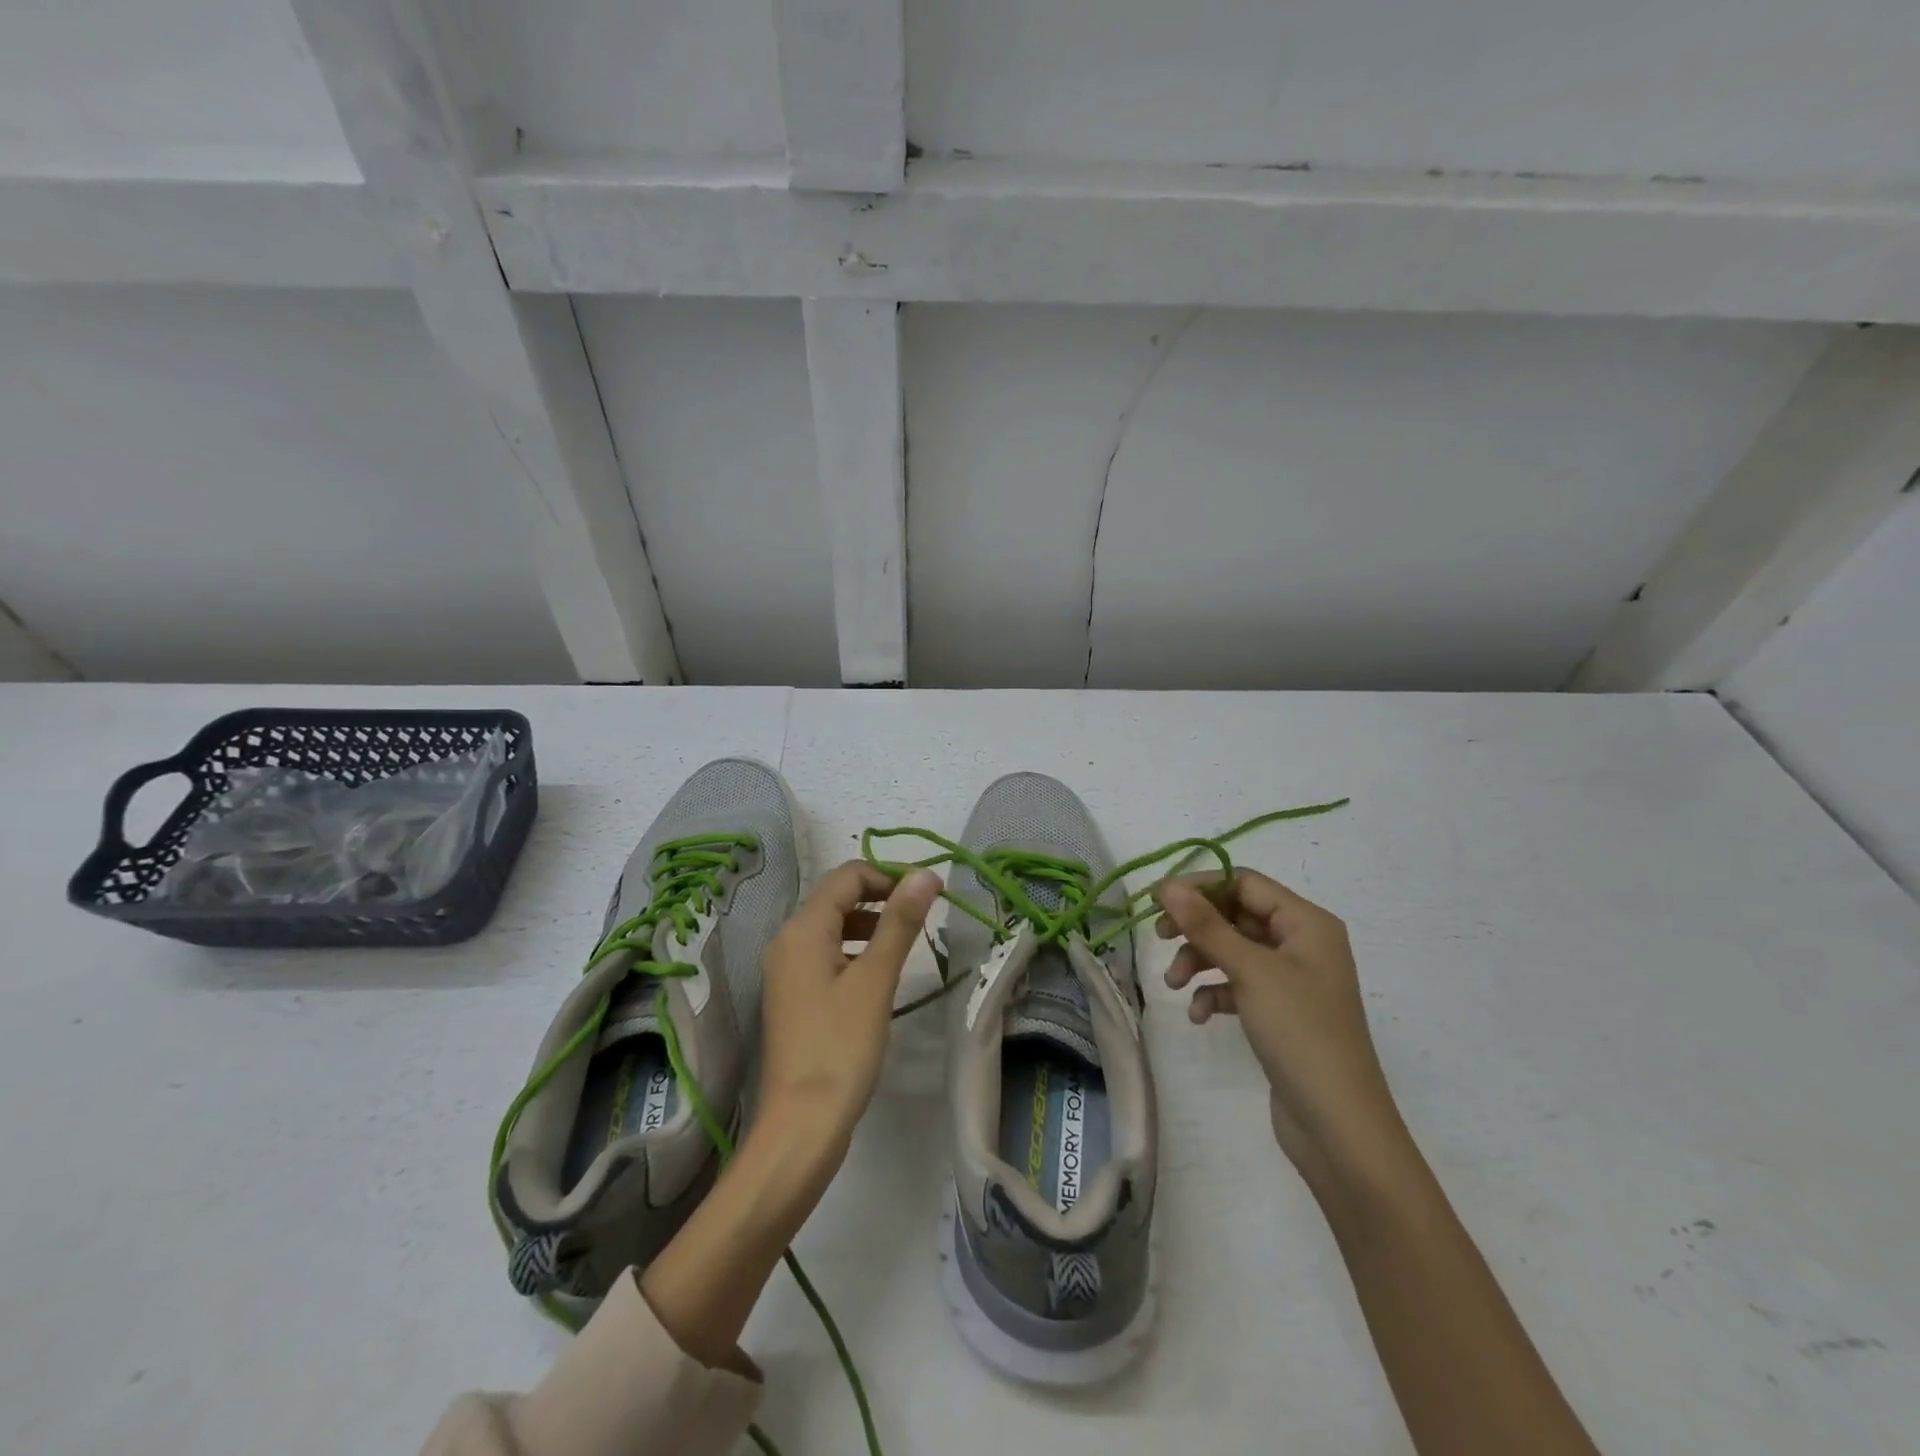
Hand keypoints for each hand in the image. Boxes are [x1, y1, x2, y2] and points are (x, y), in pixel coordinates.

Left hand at [759, 862, 941, 1148]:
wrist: (802, 1125)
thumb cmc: (841, 1047)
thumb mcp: (875, 979)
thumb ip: (900, 923)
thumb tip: (925, 874)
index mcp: (802, 929)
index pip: (848, 876)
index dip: (889, 876)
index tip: (928, 893)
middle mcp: (787, 941)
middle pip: (838, 897)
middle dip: (881, 897)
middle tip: (923, 915)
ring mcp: (787, 970)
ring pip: (833, 926)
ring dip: (870, 924)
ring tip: (907, 943)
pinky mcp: (795, 996)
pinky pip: (827, 954)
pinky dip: (855, 951)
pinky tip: (880, 973)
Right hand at [1153, 869, 1406, 1186]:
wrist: (1338, 1126)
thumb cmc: (1300, 1033)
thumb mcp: (1250, 972)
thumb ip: (1206, 925)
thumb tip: (1167, 885)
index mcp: (1307, 923)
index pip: (1245, 882)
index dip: (1200, 886)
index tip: (1157, 901)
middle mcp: (1302, 944)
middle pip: (1236, 915)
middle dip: (1197, 928)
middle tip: (1159, 938)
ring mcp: (1292, 981)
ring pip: (1233, 951)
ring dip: (1200, 962)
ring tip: (1174, 985)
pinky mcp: (1280, 1013)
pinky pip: (1239, 986)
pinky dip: (1215, 993)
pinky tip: (1199, 1015)